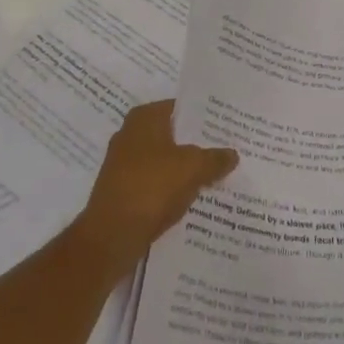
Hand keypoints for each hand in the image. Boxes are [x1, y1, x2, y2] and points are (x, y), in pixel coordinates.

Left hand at [75, 100, 237, 279]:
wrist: (111, 236)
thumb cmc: (151, 187)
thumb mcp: (192, 168)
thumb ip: (215, 158)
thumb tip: (232, 153)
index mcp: (144, 118)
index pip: (181, 108)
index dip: (205, 117)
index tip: (228, 126)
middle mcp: (131, 134)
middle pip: (173, 134)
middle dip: (198, 144)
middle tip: (228, 151)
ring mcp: (124, 164)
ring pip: (165, 161)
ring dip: (186, 169)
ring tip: (217, 176)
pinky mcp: (123, 191)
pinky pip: (156, 183)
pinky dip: (172, 189)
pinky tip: (194, 199)